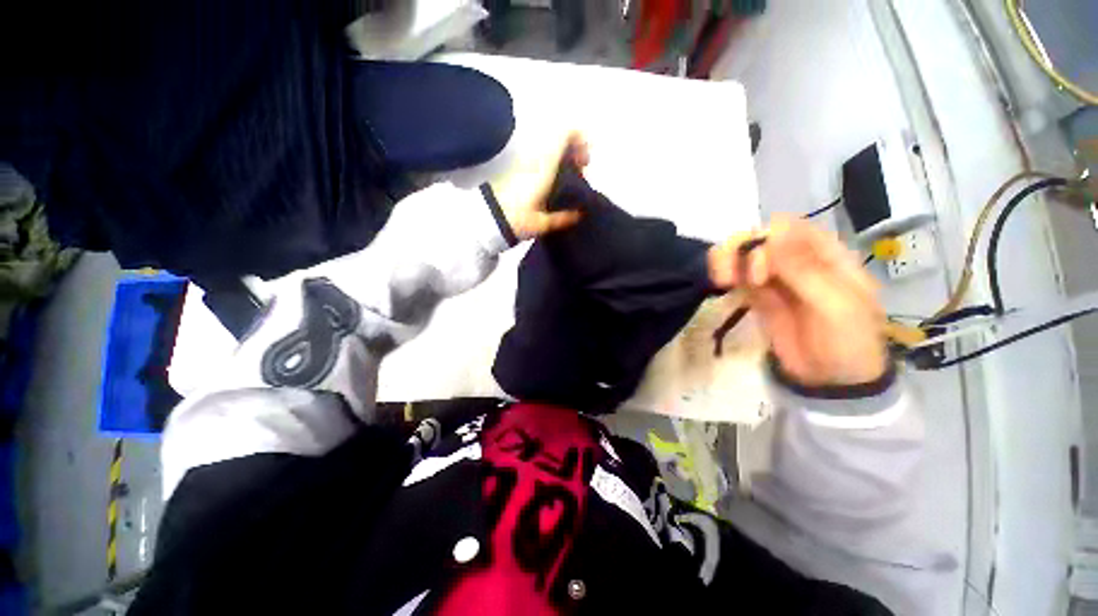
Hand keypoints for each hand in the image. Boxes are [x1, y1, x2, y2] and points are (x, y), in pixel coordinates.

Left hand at [489, 131, 589, 239]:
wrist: (487, 218)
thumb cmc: (516, 219)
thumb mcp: (542, 224)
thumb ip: (563, 218)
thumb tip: (579, 215)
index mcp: (544, 167)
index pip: (565, 133)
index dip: (581, 140)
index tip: (585, 161)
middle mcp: (535, 158)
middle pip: (560, 138)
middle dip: (575, 150)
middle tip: (581, 172)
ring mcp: (525, 161)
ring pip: (550, 148)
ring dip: (564, 157)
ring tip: (570, 179)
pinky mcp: (518, 168)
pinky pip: (541, 157)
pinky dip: (553, 163)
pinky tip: (554, 183)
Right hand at [708, 215, 888, 386]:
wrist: (831, 380)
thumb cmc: (848, 341)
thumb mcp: (835, 305)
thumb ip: (804, 269)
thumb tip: (774, 232)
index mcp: (826, 255)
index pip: (789, 227)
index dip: (767, 239)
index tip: (758, 269)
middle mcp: (797, 260)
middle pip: (760, 238)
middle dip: (740, 251)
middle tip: (731, 277)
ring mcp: (775, 278)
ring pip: (744, 255)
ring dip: (727, 260)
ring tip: (721, 280)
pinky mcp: (757, 296)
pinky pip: (738, 276)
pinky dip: (726, 276)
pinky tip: (722, 285)